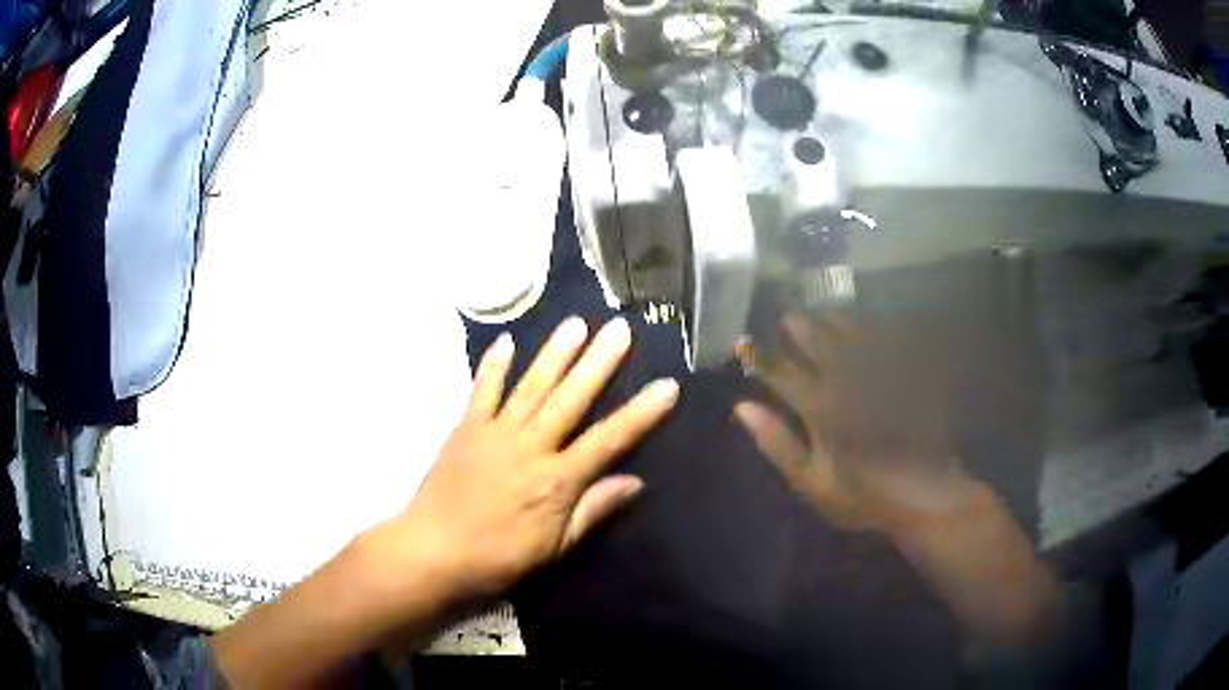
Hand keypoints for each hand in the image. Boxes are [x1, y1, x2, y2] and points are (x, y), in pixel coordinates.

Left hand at [212, 316, 677, 687]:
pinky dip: (493, 366)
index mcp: (557, 479)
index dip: (641, 413)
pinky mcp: (466, 429)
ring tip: (576, 323)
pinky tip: (506, 342)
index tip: (667, 384)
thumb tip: (634, 482)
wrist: (432, 551)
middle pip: (572, 399)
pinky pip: (482, 392)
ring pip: (532, 386)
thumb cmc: (497, 558)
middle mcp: (531, 446)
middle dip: (599, 362)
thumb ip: (593, 511)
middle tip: (621, 327)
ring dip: (555, 353)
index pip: (609, 439)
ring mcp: (496, 433)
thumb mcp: (554, 547)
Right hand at [737, 313, 1059, 647]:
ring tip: (825, 315)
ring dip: (838, 325)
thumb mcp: (811, 481)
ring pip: (856, 339)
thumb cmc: (862, 496)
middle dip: (803, 332)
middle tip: (790, 318)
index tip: (752, 348)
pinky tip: (876, 326)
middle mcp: (850, 383)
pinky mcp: (908, 377)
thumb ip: (778, 444)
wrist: (923, 497)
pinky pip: (897, 343)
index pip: (786, 375)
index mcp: (821, 408)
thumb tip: (743, 408)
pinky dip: (884, 331)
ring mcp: (881, 377)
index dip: (767, 361)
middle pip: (822, 347)